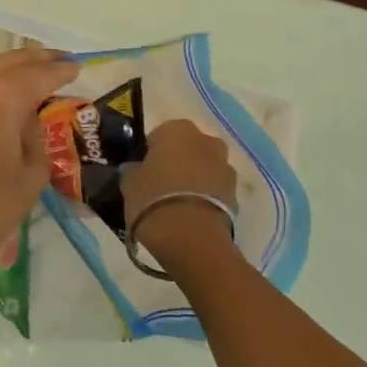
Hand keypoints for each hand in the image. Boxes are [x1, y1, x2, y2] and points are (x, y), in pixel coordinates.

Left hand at [0, 48, 77, 301]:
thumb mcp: (28, 179)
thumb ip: (35, 140)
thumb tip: (24, 121)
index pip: (39, 75)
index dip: (61, 71)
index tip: (78, 66)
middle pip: (10, 63)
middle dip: (37, 61)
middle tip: (60, 60)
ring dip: (10, 71)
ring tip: (34, 75)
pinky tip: (1, 95)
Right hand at [122, 119, 237, 266]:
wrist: (192, 238)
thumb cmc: (153, 199)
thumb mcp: (129, 183)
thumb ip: (133, 170)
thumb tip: (136, 169)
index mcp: (177, 129)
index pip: (159, 135)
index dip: (150, 153)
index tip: (143, 172)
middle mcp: (206, 141)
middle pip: (187, 149)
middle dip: (177, 163)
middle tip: (160, 186)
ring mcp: (225, 167)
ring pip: (204, 168)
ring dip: (194, 180)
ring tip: (177, 205)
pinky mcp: (236, 194)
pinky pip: (215, 190)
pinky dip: (205, 198)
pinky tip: (191, 216)